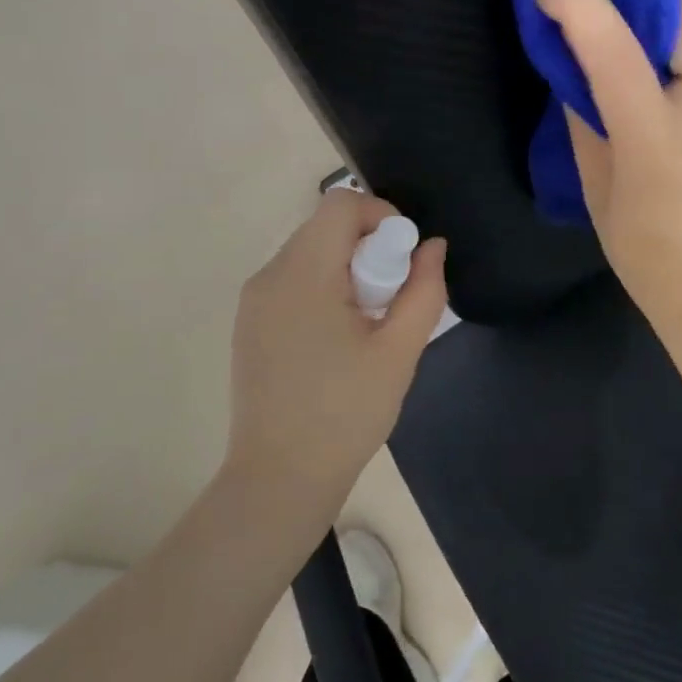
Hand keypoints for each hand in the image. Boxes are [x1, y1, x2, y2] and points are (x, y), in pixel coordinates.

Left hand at [227, 189, 447, 499]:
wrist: (280, 478)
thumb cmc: (346, 414)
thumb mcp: (399, 351)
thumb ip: (424, 290)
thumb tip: (432, 246)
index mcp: (303, 275)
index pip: (340, 204)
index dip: (382, 216)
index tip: (404, 260)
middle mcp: (269, 276)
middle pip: (325, 227)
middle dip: (368, 247)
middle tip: (390, 300)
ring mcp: (253, 300)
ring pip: (310, 253)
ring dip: (347, 269)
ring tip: (366, 324)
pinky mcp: (250, 323)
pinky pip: (293, 280)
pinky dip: (324, 288)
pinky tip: (338, 339)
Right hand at [536, 0, 681, 337]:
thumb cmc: (646, 255)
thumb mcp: (597, 190)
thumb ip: (584, 120)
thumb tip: (575, 69)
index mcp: (655, 138)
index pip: (616, 45)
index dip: (579, 3)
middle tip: (611, 18)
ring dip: (668, 19)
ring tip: (639, 49)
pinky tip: (669, 89)